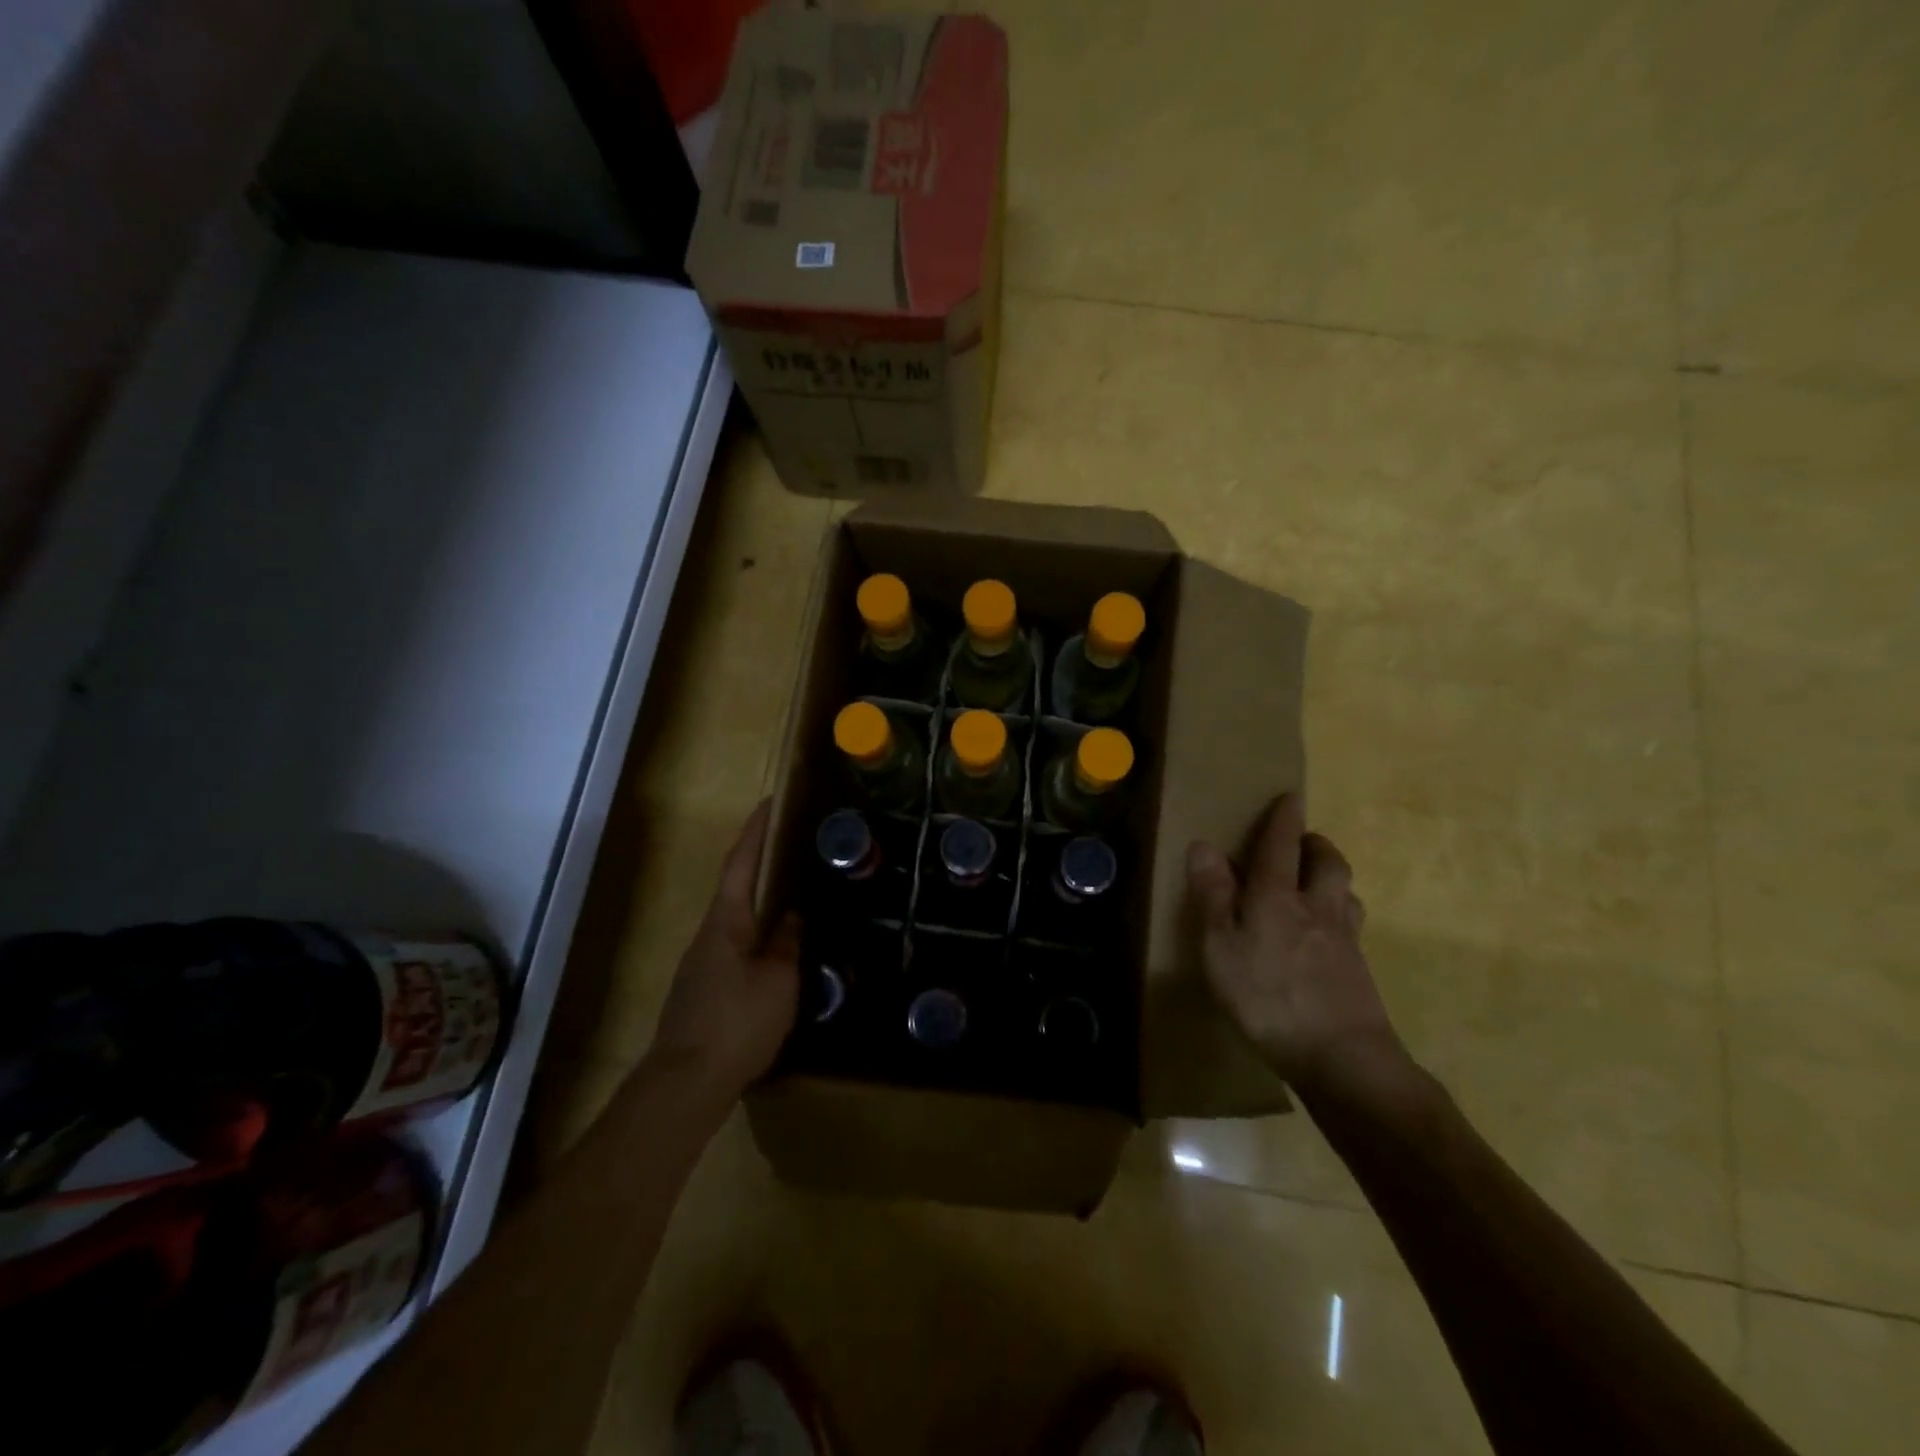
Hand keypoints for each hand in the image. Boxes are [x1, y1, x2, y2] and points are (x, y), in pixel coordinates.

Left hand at [647, 801, 800, 1102]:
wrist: (686, 1083)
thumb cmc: (737, 1023)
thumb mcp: (778, 980)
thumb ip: (787, 943)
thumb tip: (794, 917)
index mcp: (726, 922)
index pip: (741, 863)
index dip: (756, 831)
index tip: (771, 802)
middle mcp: (709, 934)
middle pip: (736, 887)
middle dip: (761, 862)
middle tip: (794, 847)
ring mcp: (703, 963)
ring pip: (737, 920)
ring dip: (761, 902)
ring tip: (795, 894)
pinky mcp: (705, 989)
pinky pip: (736, 947)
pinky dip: (758, 934)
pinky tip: (778, 948)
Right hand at [1188, 795, 1404, 1096]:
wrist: (1340, 1056)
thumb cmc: (1266, 996)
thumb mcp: (1221, 946)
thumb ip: (1213, 895)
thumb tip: (1204, 844)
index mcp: (1277, 897)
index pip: (1281, 847)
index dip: (1284, 820)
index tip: (1291, 797)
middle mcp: (1316, 908)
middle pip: (1328, 863)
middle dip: (1317, 845)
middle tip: (1304, 841)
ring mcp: (1344, 940)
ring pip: (1346, 893)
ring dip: (1334, 877)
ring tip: (1318, 882)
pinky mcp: (1359, 971)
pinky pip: (1352, 926)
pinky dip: (1341, 915)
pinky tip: (1329, 935)